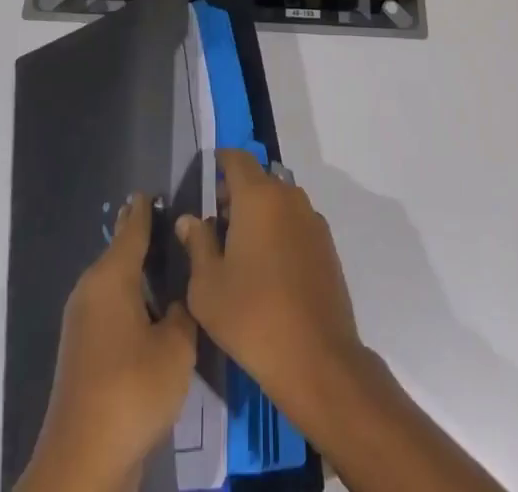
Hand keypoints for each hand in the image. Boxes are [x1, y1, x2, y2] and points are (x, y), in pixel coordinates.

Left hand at [17, 193, 199, 491]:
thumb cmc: (133, 390)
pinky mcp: (82, 352)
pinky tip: (152, 310)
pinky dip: (130, 299)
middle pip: (120, 252)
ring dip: (137, 273)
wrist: (84, 460)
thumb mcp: (176, 348)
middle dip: (140, 237)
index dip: (145, 209)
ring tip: (167, 264)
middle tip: (169, 223)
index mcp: (111, 277)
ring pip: (115, 282)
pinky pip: (111, 308)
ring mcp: (82, 322)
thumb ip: (183, 313)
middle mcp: (91, 290)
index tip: (153, 189)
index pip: (132, 228)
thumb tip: (178, 300)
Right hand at [175, 149, 365, 423]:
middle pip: (259, 179)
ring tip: (241, 250)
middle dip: (236, 192)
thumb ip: (197, 244)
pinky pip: (296, 222)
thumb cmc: (252, 317)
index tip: (206, 177)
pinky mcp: (327, 245)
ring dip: (260, 212)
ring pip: (279, 200)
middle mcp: (288, 196)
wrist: (317, 359)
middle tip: (217, 224)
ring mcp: (312, 219)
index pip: (237, 158)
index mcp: (258, 196)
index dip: (220, 162)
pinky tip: (270, 268)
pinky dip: (280, 230)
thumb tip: (190, 220)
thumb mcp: (207, 286)